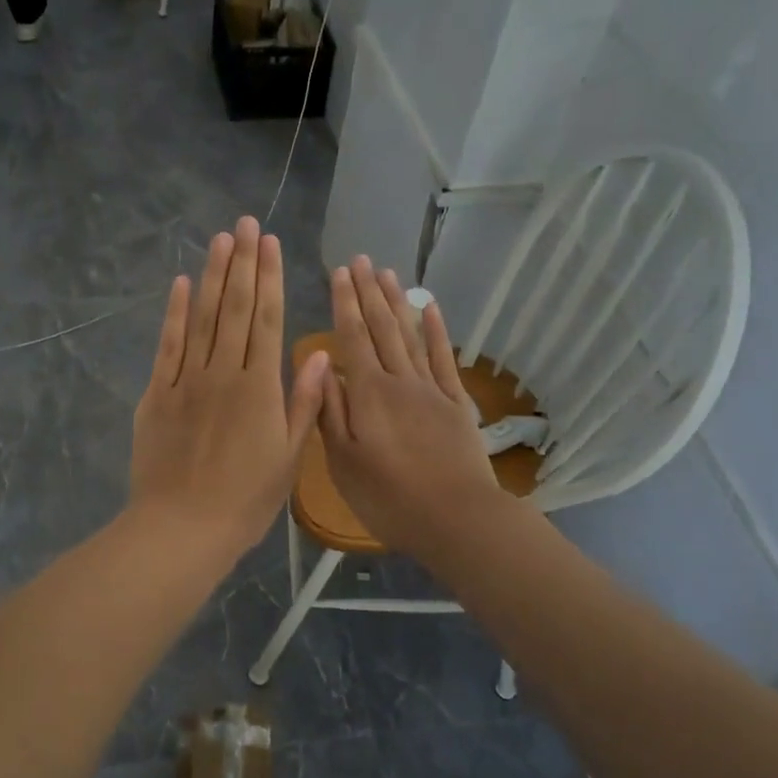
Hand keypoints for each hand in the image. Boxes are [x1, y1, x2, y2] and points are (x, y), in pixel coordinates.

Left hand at [130, 218, 327, 557]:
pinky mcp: (156, 393)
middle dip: (241, 263)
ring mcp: (186, 380)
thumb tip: (316, 353)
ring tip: (219, 239)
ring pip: (202, 318)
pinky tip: (180, 284)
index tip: (270, 243)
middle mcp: (224, 373)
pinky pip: (167, 345)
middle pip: (235, 308)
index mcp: (260, 388)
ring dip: (211, 276)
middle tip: (244, 223)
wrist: (182, 528)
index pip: (267, 320)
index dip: (269, 278)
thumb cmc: (244, 500)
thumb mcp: (288, 458)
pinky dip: (174, 313)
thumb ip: (303, 403)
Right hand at [317, 257, 511, 556]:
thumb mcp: (343, 461)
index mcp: (367, 394)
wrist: (457, 518)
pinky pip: (443, 358)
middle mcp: (399, 380)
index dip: (344, 303)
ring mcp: (431, 389)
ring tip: (387, 273)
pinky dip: (436, 331)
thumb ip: (329, 410)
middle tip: (360, 259)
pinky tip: (429, 308)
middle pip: (381, 327)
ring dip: (397, 302)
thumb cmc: (388, 497)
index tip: (338, 272)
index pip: (352, 337)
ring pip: (410, 335)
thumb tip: (320, 365)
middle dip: (368, 292)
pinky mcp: (455, 403)